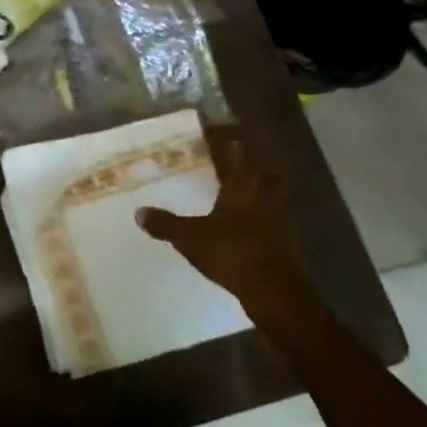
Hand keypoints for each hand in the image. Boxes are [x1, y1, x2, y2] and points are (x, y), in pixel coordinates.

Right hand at [135, 142, 308, 319]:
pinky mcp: (287, 245)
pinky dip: (267, 222)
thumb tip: (139, 212)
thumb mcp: (189, 237)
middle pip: (265, 175)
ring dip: (265, 194)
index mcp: (242, 188)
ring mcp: (280, 222)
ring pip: (275, 198)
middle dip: (256, 169)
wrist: (273, 290)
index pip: (238, 157)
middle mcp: (264, 198)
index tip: (229, 136)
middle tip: (244, 165)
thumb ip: (166, 224)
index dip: (232, 146)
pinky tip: (254, 229)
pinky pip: (276, 224)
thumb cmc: (231, 251)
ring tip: (249, 196)